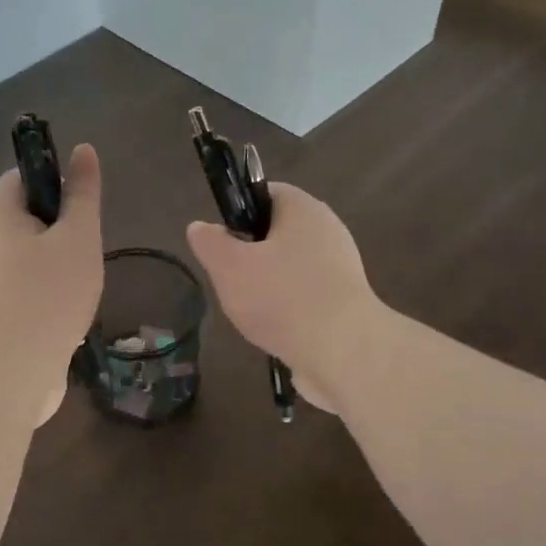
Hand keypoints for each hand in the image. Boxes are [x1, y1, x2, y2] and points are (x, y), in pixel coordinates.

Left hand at [0, 143, 103, 425]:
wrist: (14, 370)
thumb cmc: (49, 293)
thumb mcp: (77, 236)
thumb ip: (82, 195)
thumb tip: (83, 150)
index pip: (19, 179)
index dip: (51, 179)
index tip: (82, 202)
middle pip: (26, 220)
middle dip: (62, 229)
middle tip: (89, 246)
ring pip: (31, 259)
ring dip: (61, 265)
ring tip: (85, 281)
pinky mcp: (1, 316)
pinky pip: (30, 291)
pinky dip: (52, 295)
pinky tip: (73, 312)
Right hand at [185, 183, 379, 413]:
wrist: (343, 352)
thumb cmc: (282, 298)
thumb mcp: (229, 267)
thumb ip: (210, 243)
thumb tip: (199, 227)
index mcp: (303, 209)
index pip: (266, 193)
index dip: (239, 211)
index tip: (222, 240)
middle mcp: (328, 230)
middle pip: (278, 232)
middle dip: (251, 254)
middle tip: (231, 278)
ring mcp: (341, 267)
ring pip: (291, 267)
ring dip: (269, 285)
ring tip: (250, 310)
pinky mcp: (346, 301)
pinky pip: (307, 295)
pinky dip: (289, 308)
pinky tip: (275, 329)